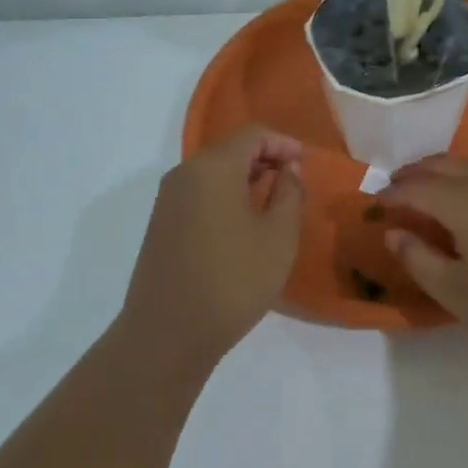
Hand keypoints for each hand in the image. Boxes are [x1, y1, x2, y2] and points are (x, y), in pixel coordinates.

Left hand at [119, 126, 304, 362]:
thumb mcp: (279, 236)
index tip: (306, 163)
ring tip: (273, 203)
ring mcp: (167, 200)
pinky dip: (226, 196)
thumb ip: (289, 193)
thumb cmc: (234, 280)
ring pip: (213, 172)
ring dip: (245, 179)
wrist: (168, 333)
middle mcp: (184, 174)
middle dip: (265, 158)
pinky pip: (199, 194)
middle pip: (229, 149)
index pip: (252, 134)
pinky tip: (244, 224)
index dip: (283, 143)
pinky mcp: (161, 224)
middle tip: (294, 182)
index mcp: (213, 168)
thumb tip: (288, 169)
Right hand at [379, 157, 467, 350]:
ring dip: (441, 168)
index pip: (416, 188)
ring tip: (427, 182)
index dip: (392, 194)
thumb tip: (394, 232)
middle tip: (395, 186)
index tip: (375, 203)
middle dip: (414, 173)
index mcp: (461, 202)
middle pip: (442, 165)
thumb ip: (418, 259)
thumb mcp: (455, 290)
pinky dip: (467, 172)